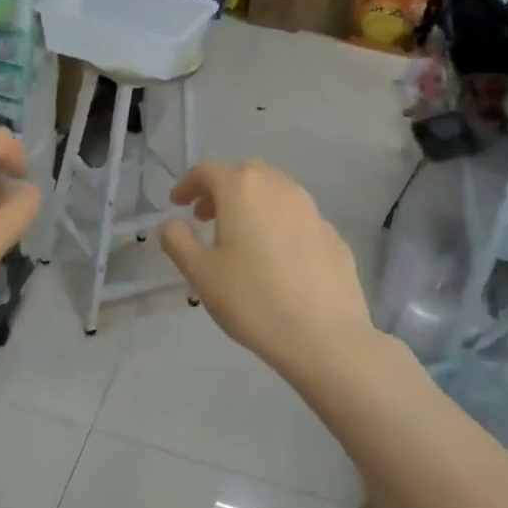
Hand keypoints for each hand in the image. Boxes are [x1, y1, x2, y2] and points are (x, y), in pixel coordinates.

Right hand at [159, 160, 373, 378]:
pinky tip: (276, 260)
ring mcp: (313, 210)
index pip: (208, 171)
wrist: (324, 336)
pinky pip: (298, 219)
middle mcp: (280, 188)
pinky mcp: (333, 235)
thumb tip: (173, 224)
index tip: (176, 205)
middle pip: (246, 175)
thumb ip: (178, 240)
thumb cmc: (251, 299)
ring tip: (240, 238)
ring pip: (276, 193)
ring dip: (253, 204)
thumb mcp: (199, 273)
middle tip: (206, 218)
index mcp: (243, 190)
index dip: (188, 184)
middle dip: (222, 189)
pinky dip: (279, 226)